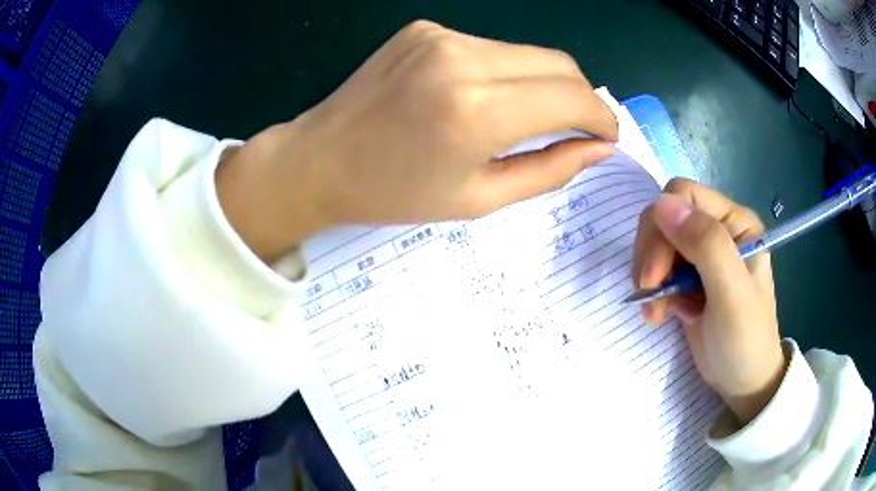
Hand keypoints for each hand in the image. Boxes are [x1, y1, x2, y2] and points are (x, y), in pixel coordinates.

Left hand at [216, 20, 617, 260]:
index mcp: (474, 111)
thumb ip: (549, 170)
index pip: (571, 97)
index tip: (606, 137)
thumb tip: (598, 148)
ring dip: (543, 83)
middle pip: (558, 63)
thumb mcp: (479, 198)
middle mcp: (461, 58)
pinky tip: (484, 97)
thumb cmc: (394, 193)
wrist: (319, 160)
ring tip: (529, 117)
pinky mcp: (425, 28)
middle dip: (580, 97)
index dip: (601, 117)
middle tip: (578, 128)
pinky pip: (490, 47)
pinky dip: (505, 72)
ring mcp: (440, 35)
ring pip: (526, 53)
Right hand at [632, 179, 785, 426]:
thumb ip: (706, 245)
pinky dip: (652, 292)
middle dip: (652, 256)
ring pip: (657, 242)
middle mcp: (718, 229)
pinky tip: (659, 315)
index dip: (662, 229)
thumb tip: (662, 204)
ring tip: (655, 313)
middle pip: (665, 217)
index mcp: (735, 222)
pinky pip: (657, 268)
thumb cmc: (745, 340)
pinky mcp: (688, 278)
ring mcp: (702, 254)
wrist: (743, 382)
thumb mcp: (731, 295)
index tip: (655, 276)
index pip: (684, 196)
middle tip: (649, 294)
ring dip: (649, 276)